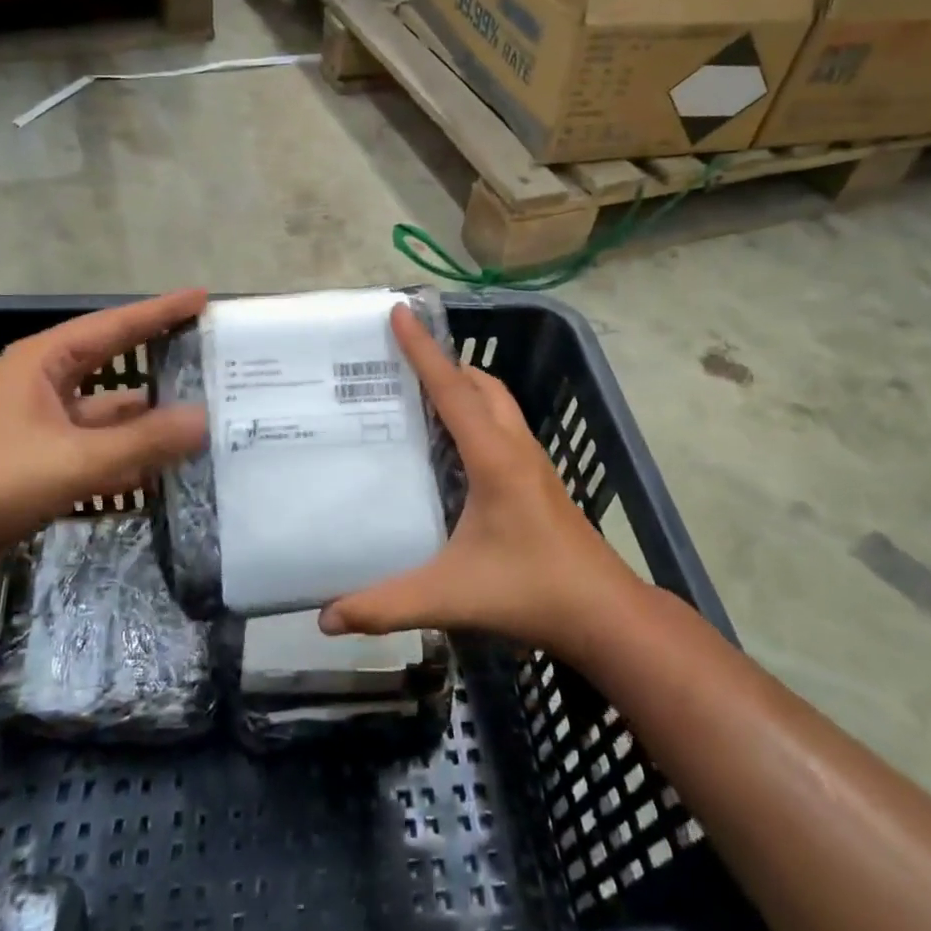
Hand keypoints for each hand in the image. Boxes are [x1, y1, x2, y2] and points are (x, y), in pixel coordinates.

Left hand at [0, 290, 208, 586]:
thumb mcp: (76, 458)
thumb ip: (144, 440)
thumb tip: (205, 420)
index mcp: (46, 362)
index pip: (114, 326)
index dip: (160, 311)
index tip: (202, 299)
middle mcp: (46, 385)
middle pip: (115, 366)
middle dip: (160, 363)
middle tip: (210, 358)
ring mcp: (45, 425)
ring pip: (110, 415)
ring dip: (149, 420)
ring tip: (204, 419)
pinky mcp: (44, 461)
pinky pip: (99, 449)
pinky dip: (129, 456)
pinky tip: (168, 469)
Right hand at [318, 304, 638, 655]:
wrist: (603, 614)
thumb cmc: (530, 591)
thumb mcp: (450, 596)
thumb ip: (386, 605)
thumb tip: (326, 618)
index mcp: (494, 457)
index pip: (452, 390)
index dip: (423, 350)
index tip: (399, 312)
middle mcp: (515, 447)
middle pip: (480, 384)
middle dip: (443, 362)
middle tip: (398, 362)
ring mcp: (533, 462)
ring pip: (497, 403)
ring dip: (464, 386)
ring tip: (420, 396)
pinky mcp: (539, 480)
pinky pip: (503, 425)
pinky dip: (477, 413)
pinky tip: (454, 447)